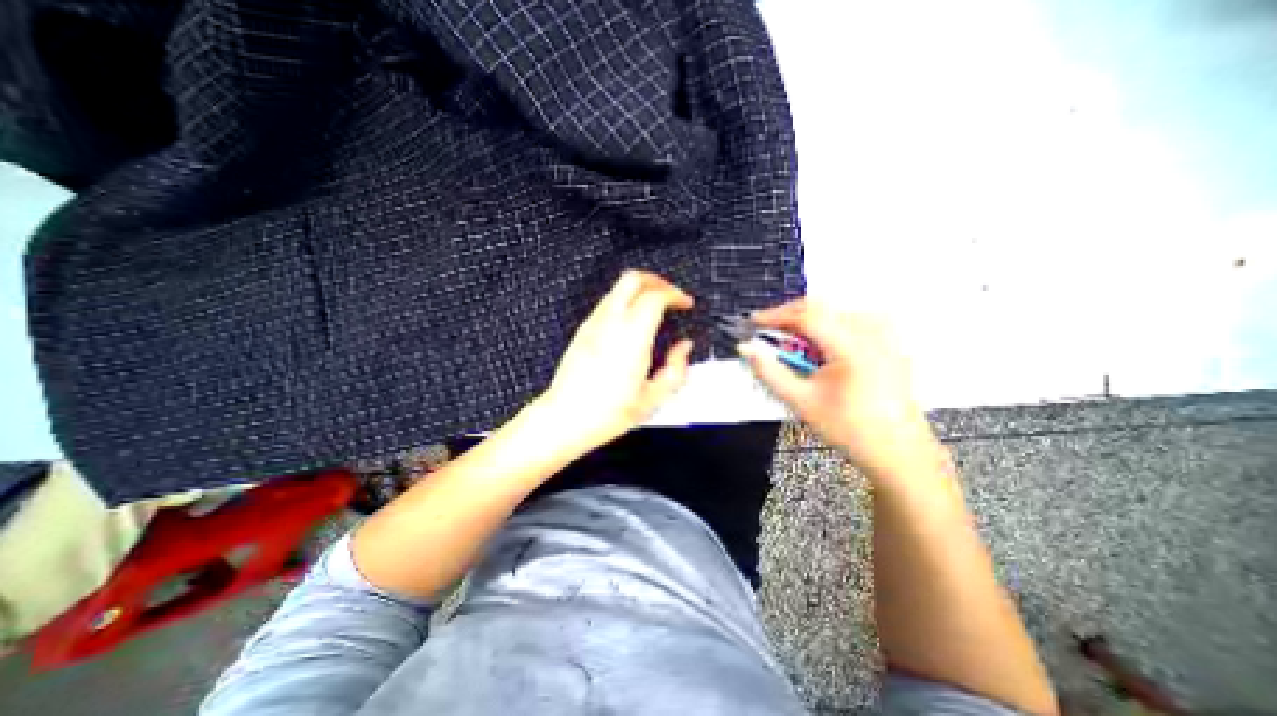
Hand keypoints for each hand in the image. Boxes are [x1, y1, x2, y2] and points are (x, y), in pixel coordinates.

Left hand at [538, 270, 696, 454]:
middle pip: (632, 279)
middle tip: (670, 295)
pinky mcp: (583, 331)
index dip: (675, 294)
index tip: (685, 304)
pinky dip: (624, 302)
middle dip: (656, 281)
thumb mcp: (653, 399)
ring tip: (654, 309)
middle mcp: (610, 324)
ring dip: (639, 290)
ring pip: (617, 288)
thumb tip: (683, 349)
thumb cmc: (606, 414)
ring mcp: (593, 325)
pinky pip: (606, 303)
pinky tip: (632, 323)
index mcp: (631, 338)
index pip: (654, 296)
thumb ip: (675, 370)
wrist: (564, 419)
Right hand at [740, 297, 947, 481]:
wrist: (897, 451)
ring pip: (835, 310)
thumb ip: (769, 372)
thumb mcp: (801, 402)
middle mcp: (872, 331)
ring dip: (807, 320)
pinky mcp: (889, 341)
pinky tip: (819, 345)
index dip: (775, 315)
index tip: (752, 322)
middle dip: (789, 315)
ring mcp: (885, 334)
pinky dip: (826, 326)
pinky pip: (851, 319)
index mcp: (852, 346)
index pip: (806, 315)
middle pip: (821, 307)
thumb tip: (745, 348)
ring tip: (790, 339)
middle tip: (766, 331)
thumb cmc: (848, 429)